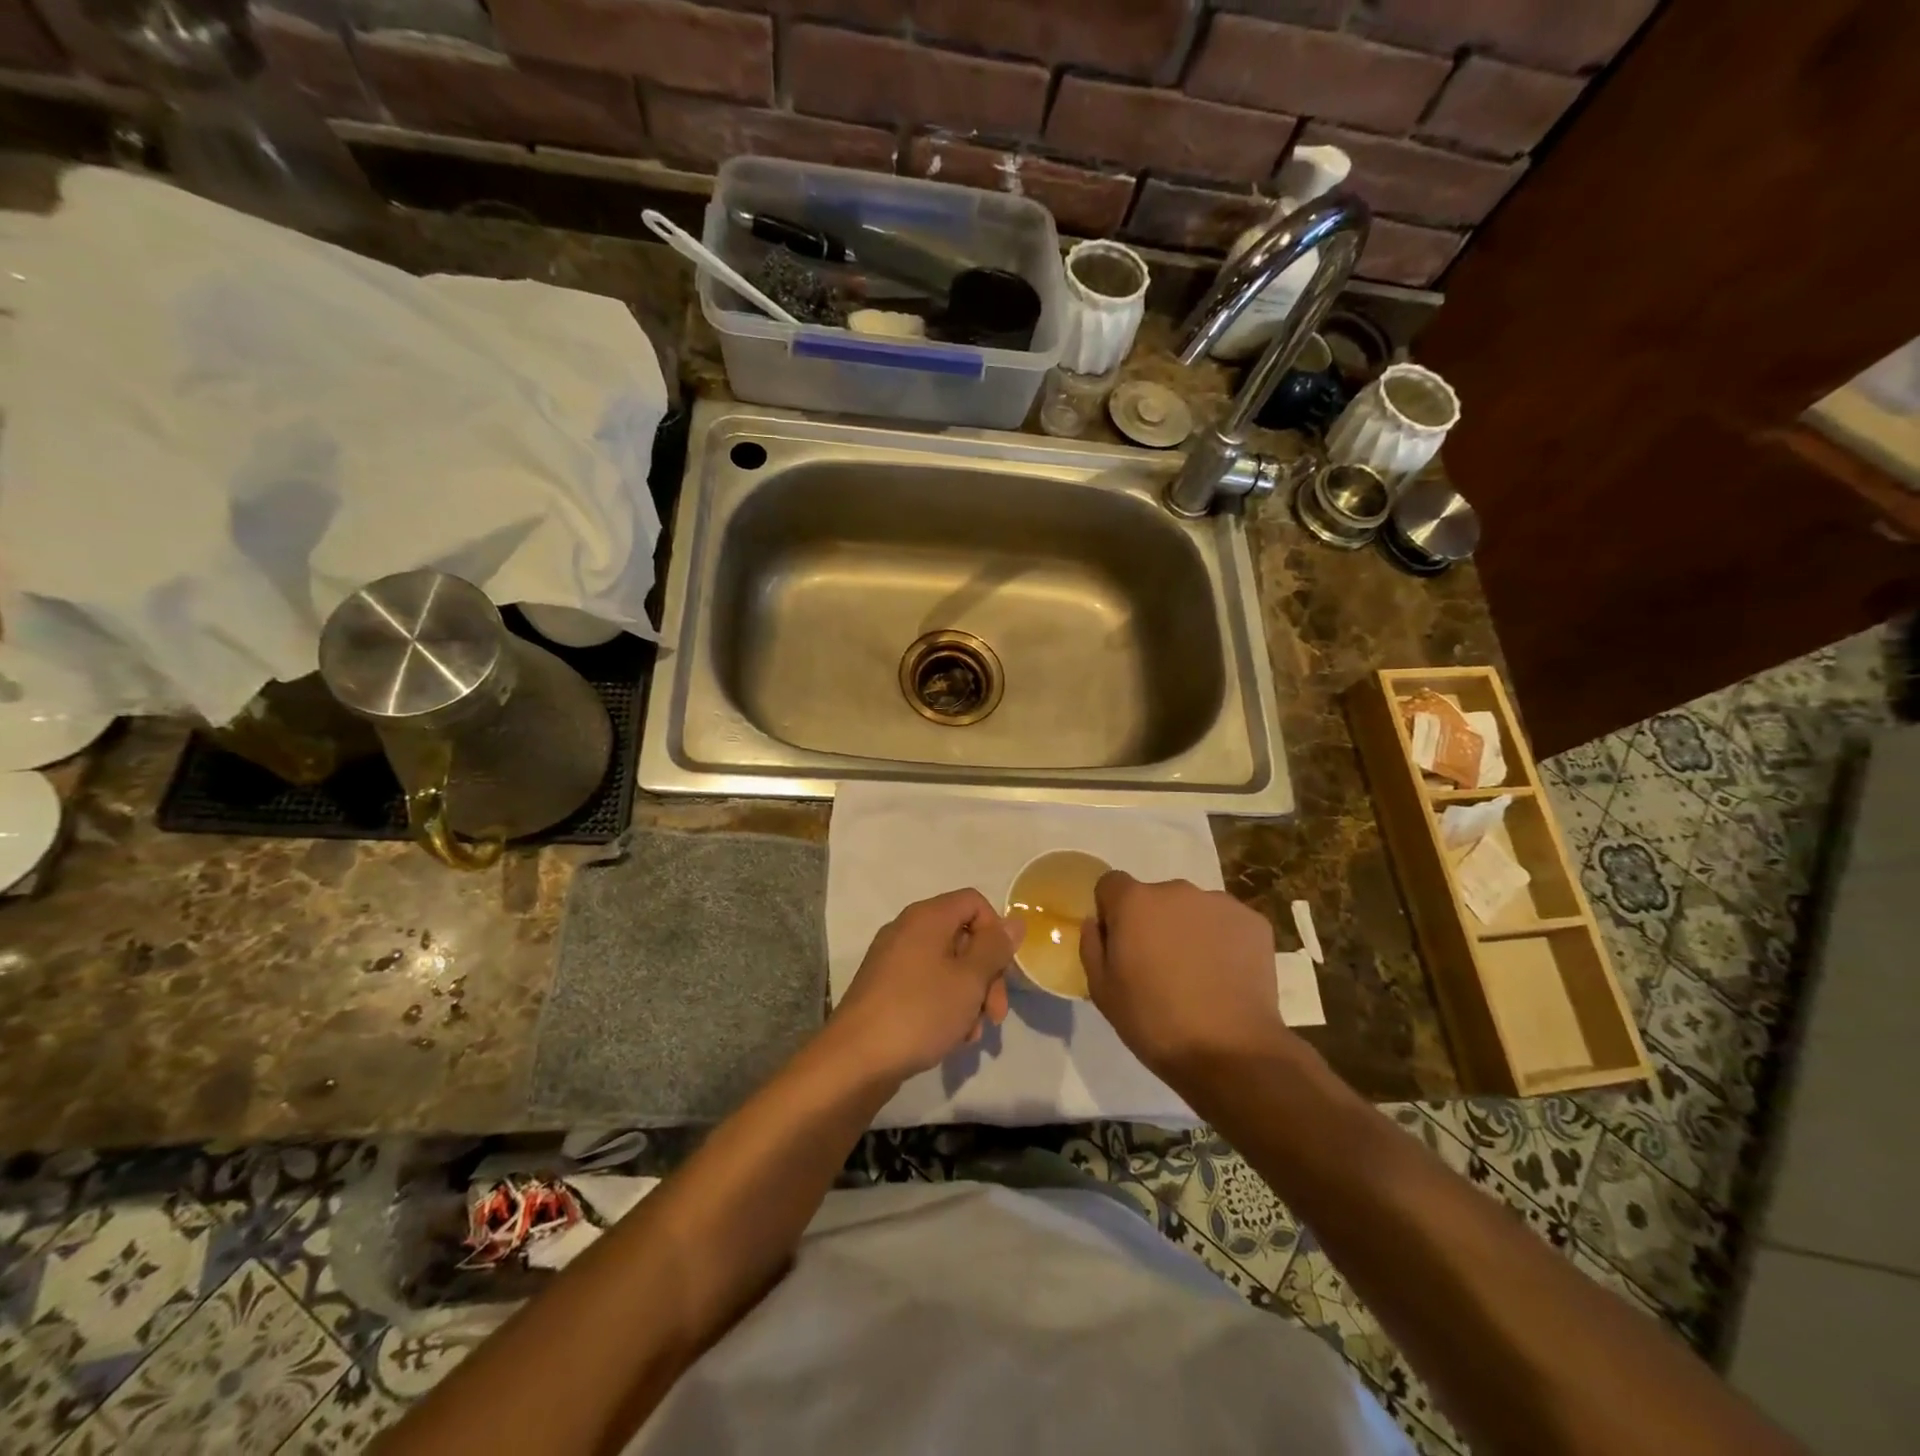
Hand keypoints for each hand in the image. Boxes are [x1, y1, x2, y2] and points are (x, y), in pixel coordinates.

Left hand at [832, 888, 1023, 1081]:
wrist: (856, 1059)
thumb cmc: (920, 1012)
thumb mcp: (969, 980)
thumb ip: (995, 948)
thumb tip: (1014, 921)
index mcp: (927, 917)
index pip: (974, 902)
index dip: (995, 932)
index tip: (1002, 970)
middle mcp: (907, 930)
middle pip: (963, 937)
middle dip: (986, 975)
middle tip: (995, 1015)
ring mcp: (893, 960)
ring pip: (947, 967)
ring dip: (968, 997)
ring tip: (971, 1035)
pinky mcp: (885, 988)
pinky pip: (926, 985)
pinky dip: (944, 1005)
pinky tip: (950, 1038)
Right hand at [1080, 872, 1290, 1080]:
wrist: (1231, 1052)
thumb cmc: (1154, 1022)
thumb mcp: (1102, 991)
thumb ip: (1092, 946)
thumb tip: (1096, 923)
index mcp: (1135, 902)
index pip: (1111, 884)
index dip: (1111, 912)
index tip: (1119, 945)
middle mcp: (1176, 890)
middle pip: (1155, 898)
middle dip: (1153, 923)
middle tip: (1160, 967)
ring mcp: (1220, 903)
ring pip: (1193, 910)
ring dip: (1189, 931)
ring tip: (1198, 976)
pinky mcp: (1254, 922)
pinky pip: (1227, 924)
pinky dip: (1223, 942)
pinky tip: (1226, 977)